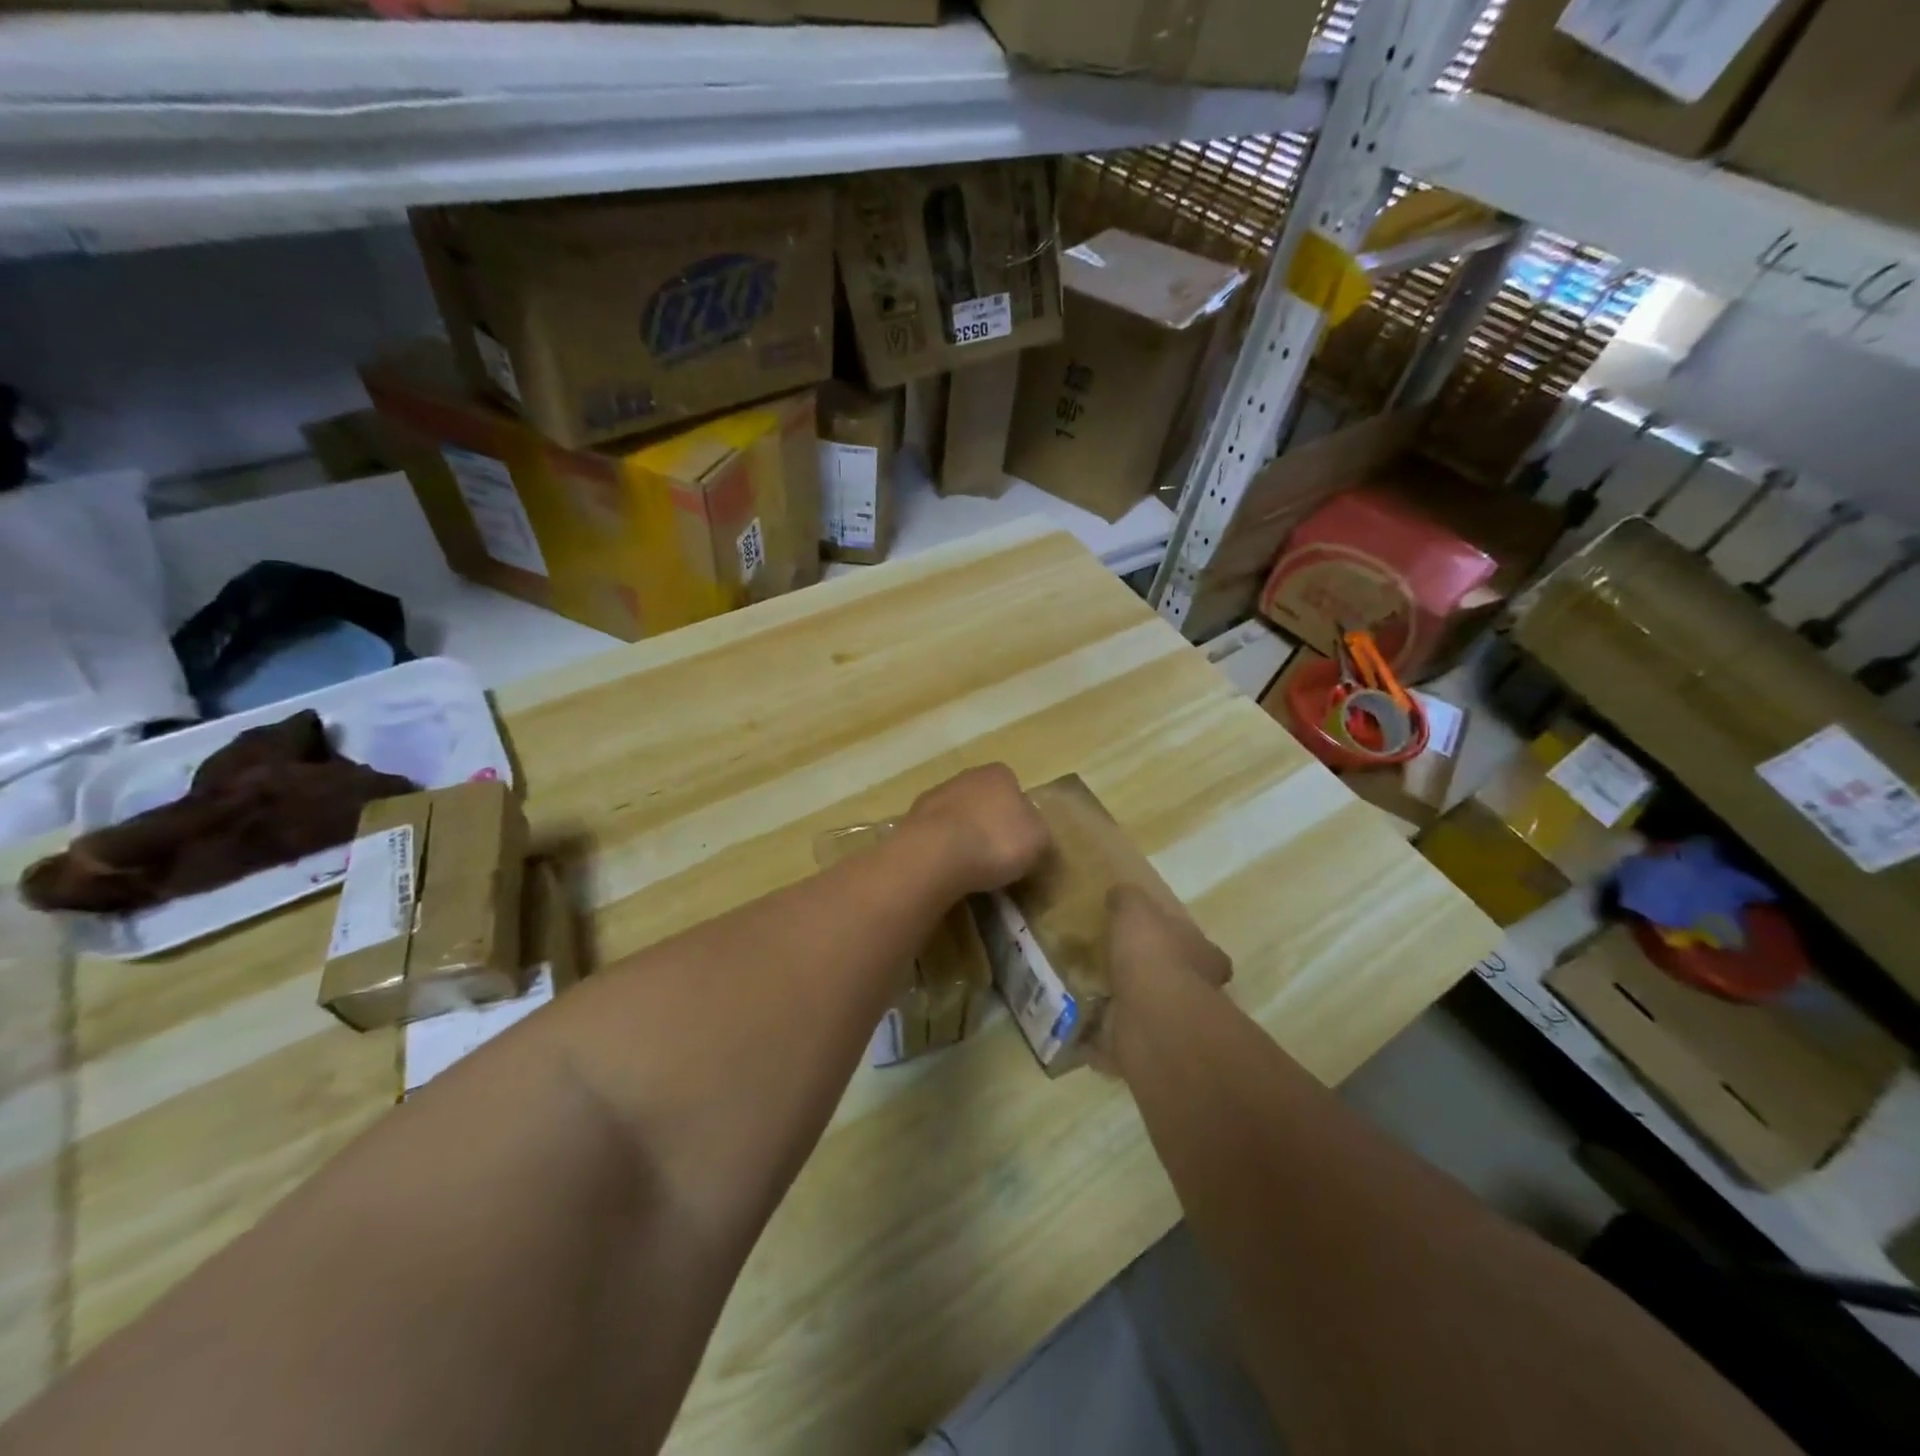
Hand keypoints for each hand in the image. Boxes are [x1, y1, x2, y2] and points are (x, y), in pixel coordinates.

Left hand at [902, 763, 1050, 896]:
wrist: (935, 855)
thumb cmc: (996, 842)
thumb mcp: (1038, 840)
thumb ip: (1038, 831)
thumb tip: (1030, 831)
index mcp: (999, 774)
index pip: (1013, 788)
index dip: (1018, 815)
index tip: (1018, 842)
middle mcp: (965, 776)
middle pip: (983, 800)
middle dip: (988, 823)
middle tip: (995, 856)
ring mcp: (934, 796)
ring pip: (956, 816)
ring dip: (962, 836)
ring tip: (969, 869)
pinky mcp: (911, 820)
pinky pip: (935, 835)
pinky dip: (941, 849)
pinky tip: (945, 870)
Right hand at [1091, 885, 1231, 1072]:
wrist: (1153, 1020)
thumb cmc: (1153, 955)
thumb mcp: (1136, 909)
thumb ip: (1128, 899)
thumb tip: (1119, 894)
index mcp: (1203, 957)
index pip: (1201, 948)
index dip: (1182, 942)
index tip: (1157, 940)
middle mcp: (1196, 995)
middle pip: (1175, 982)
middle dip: (1150, 977)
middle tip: (1115, 966)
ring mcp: (1172, 1028)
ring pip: (1146, 1014)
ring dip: (1122, 1008)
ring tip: (1089, 995)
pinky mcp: (1146, 1053)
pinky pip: (1118, 1044)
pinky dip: (1099, 1041)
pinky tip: (1076, 1029)